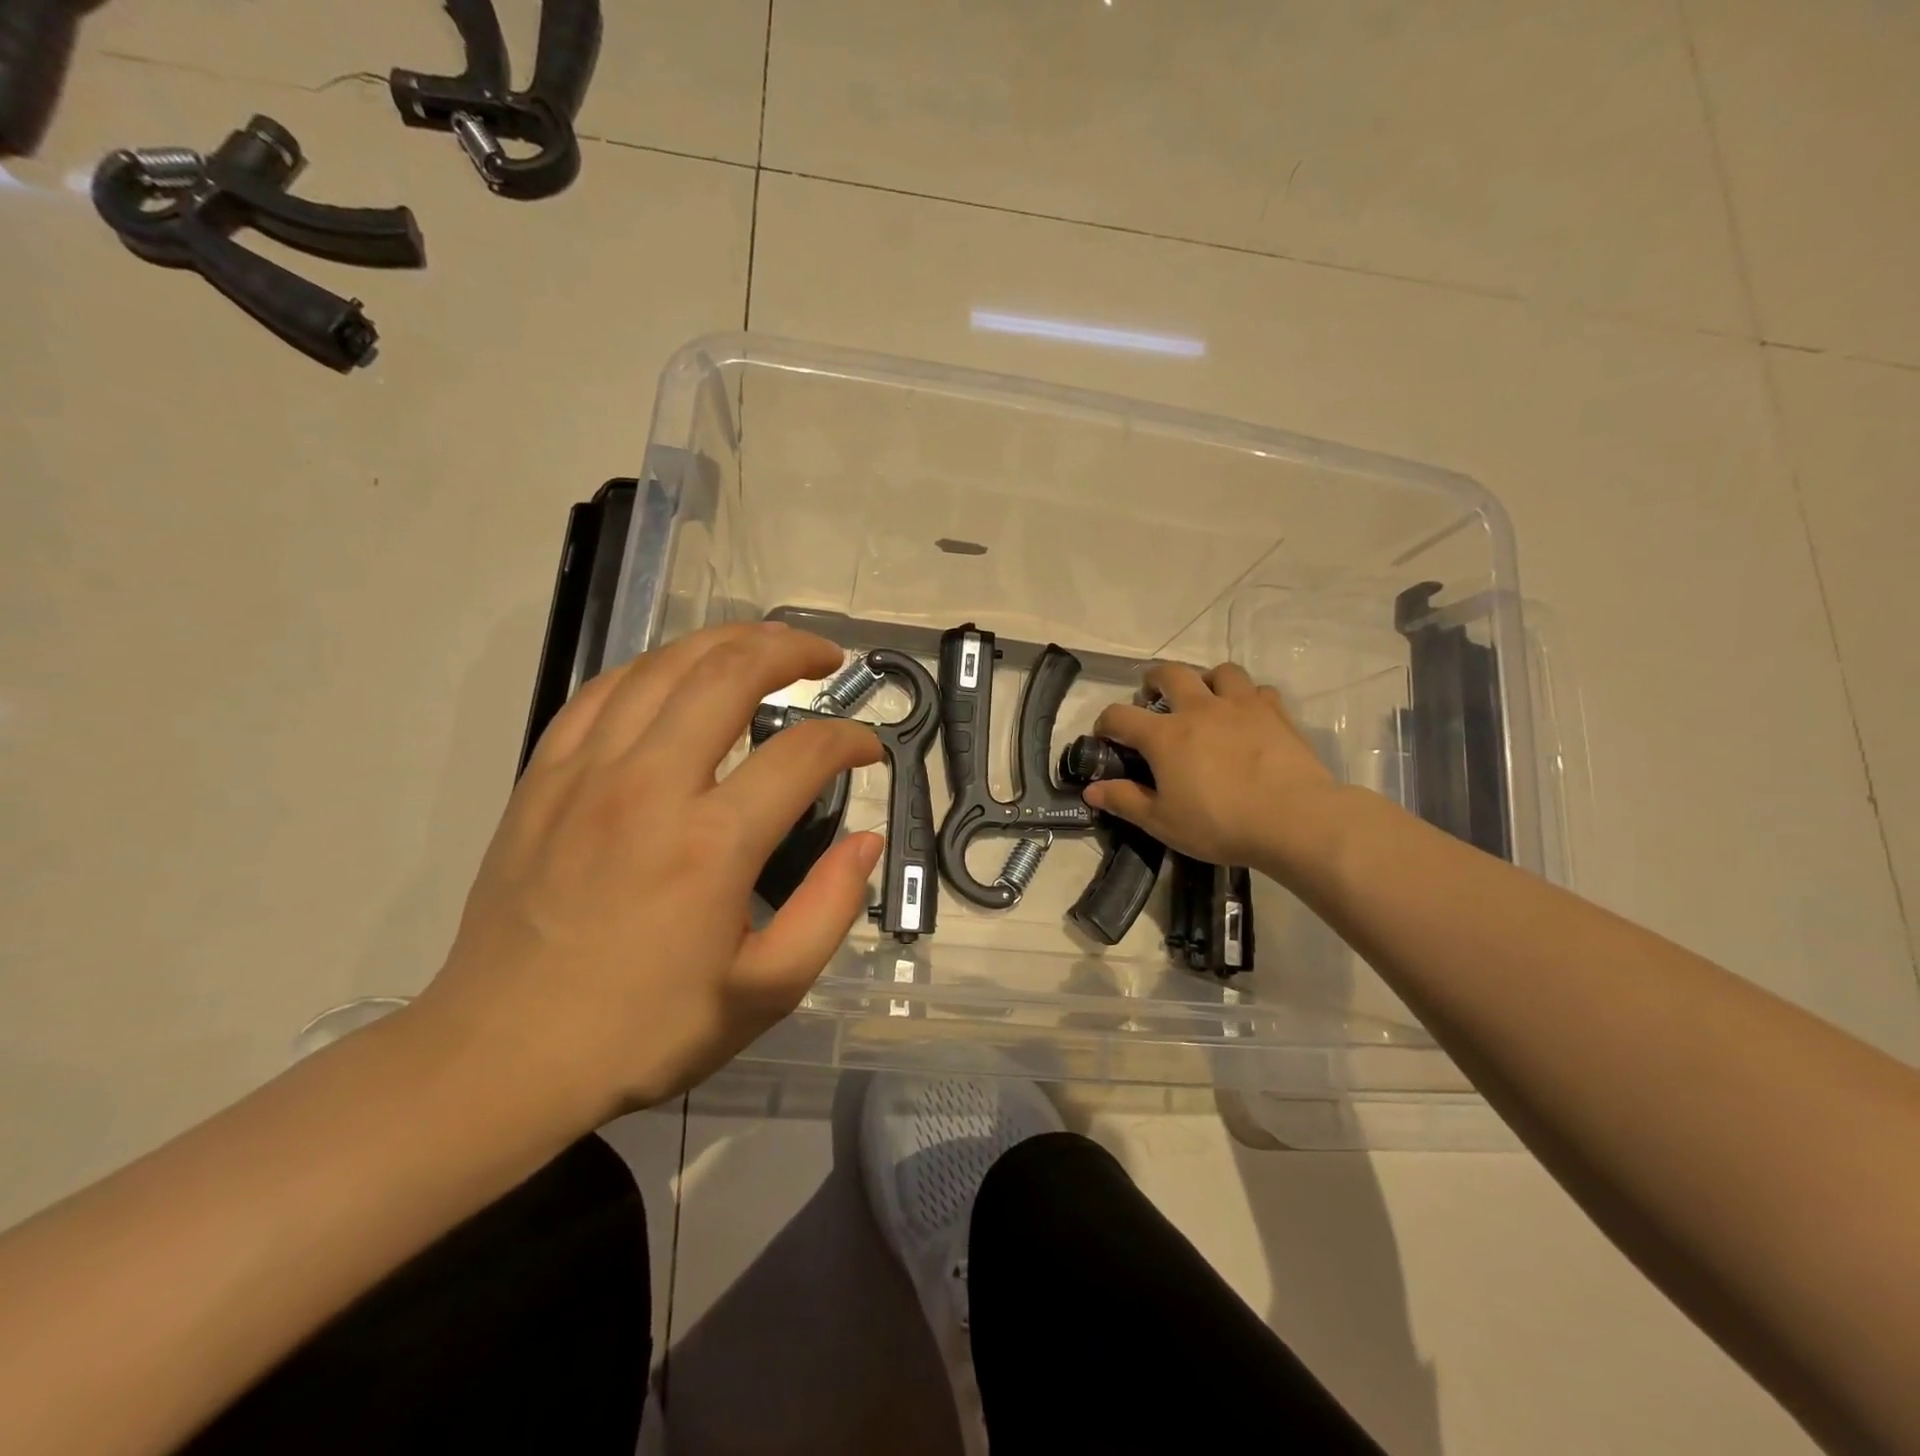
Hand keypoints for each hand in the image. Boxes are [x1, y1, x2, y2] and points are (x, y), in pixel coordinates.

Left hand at [415, 623, 883, 1123]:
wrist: (500, 1058)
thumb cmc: (643, 1031)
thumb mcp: (764, 992)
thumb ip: (829, 909)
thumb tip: (864, 840)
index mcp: (713, 844)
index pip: (803, 753)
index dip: (850, 741)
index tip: (868, 752)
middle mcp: (651, 787)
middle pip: (731, 674)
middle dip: (792, 651)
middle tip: (827, 660)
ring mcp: (588, 773)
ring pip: (665, 666)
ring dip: (727, 642)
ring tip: (766, 645)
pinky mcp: (544, 777)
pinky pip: (603, 691)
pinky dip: (654, 668)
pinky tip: (678, 675)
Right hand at [1083, 662, 1340, 871]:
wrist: (1294, 819)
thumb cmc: (1219, 823)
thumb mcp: (1162, 822)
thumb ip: (1124, 801)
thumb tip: (1091, 789)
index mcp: (1165, 735)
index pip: (1120, 716)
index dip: (1106, 722)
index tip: (1105, 735)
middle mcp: (1199, 709)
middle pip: (1170, 674)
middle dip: (1153, 681)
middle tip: (1152, 698)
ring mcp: (1240, 706)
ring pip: (1219, 672)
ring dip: (1205, 680)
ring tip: (1204, 700)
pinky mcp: (1276, 712)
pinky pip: (1258, 690)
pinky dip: (1247, 697)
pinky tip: (1246, 716)